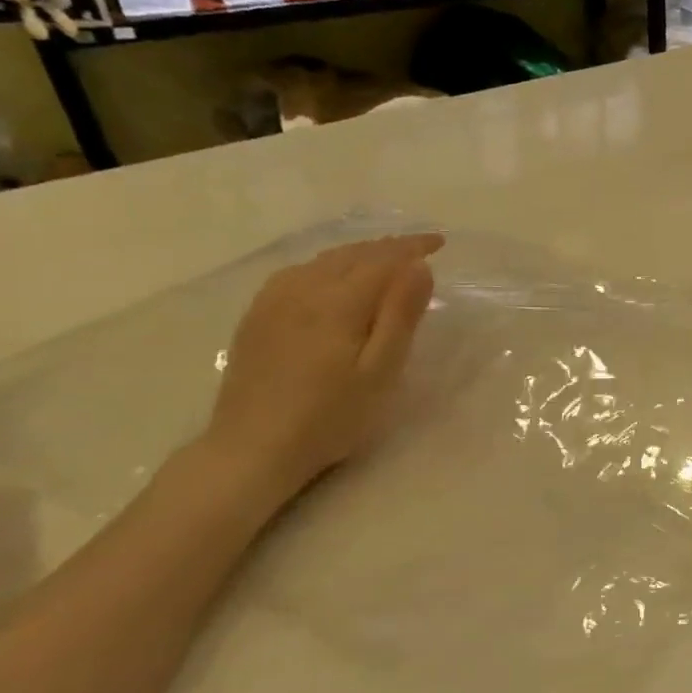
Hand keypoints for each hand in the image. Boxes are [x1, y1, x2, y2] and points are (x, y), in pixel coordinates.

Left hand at [204, 234, 441, 499]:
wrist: (251, 450)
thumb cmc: (330, 416)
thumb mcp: (380, 371)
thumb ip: (400, 315)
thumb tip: (419, 266)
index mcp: (337, 302)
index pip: (382, 259)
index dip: (412, 247)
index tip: (439, 242)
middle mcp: (302, 290)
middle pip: (352, 255)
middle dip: (389, 247)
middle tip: (419, 248)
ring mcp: (273, 302)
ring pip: (324, 261)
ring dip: (359, 253)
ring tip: (384, 258)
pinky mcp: (257, 317)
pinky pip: (298, 273)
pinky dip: (328, 265)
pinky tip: (332, 276)